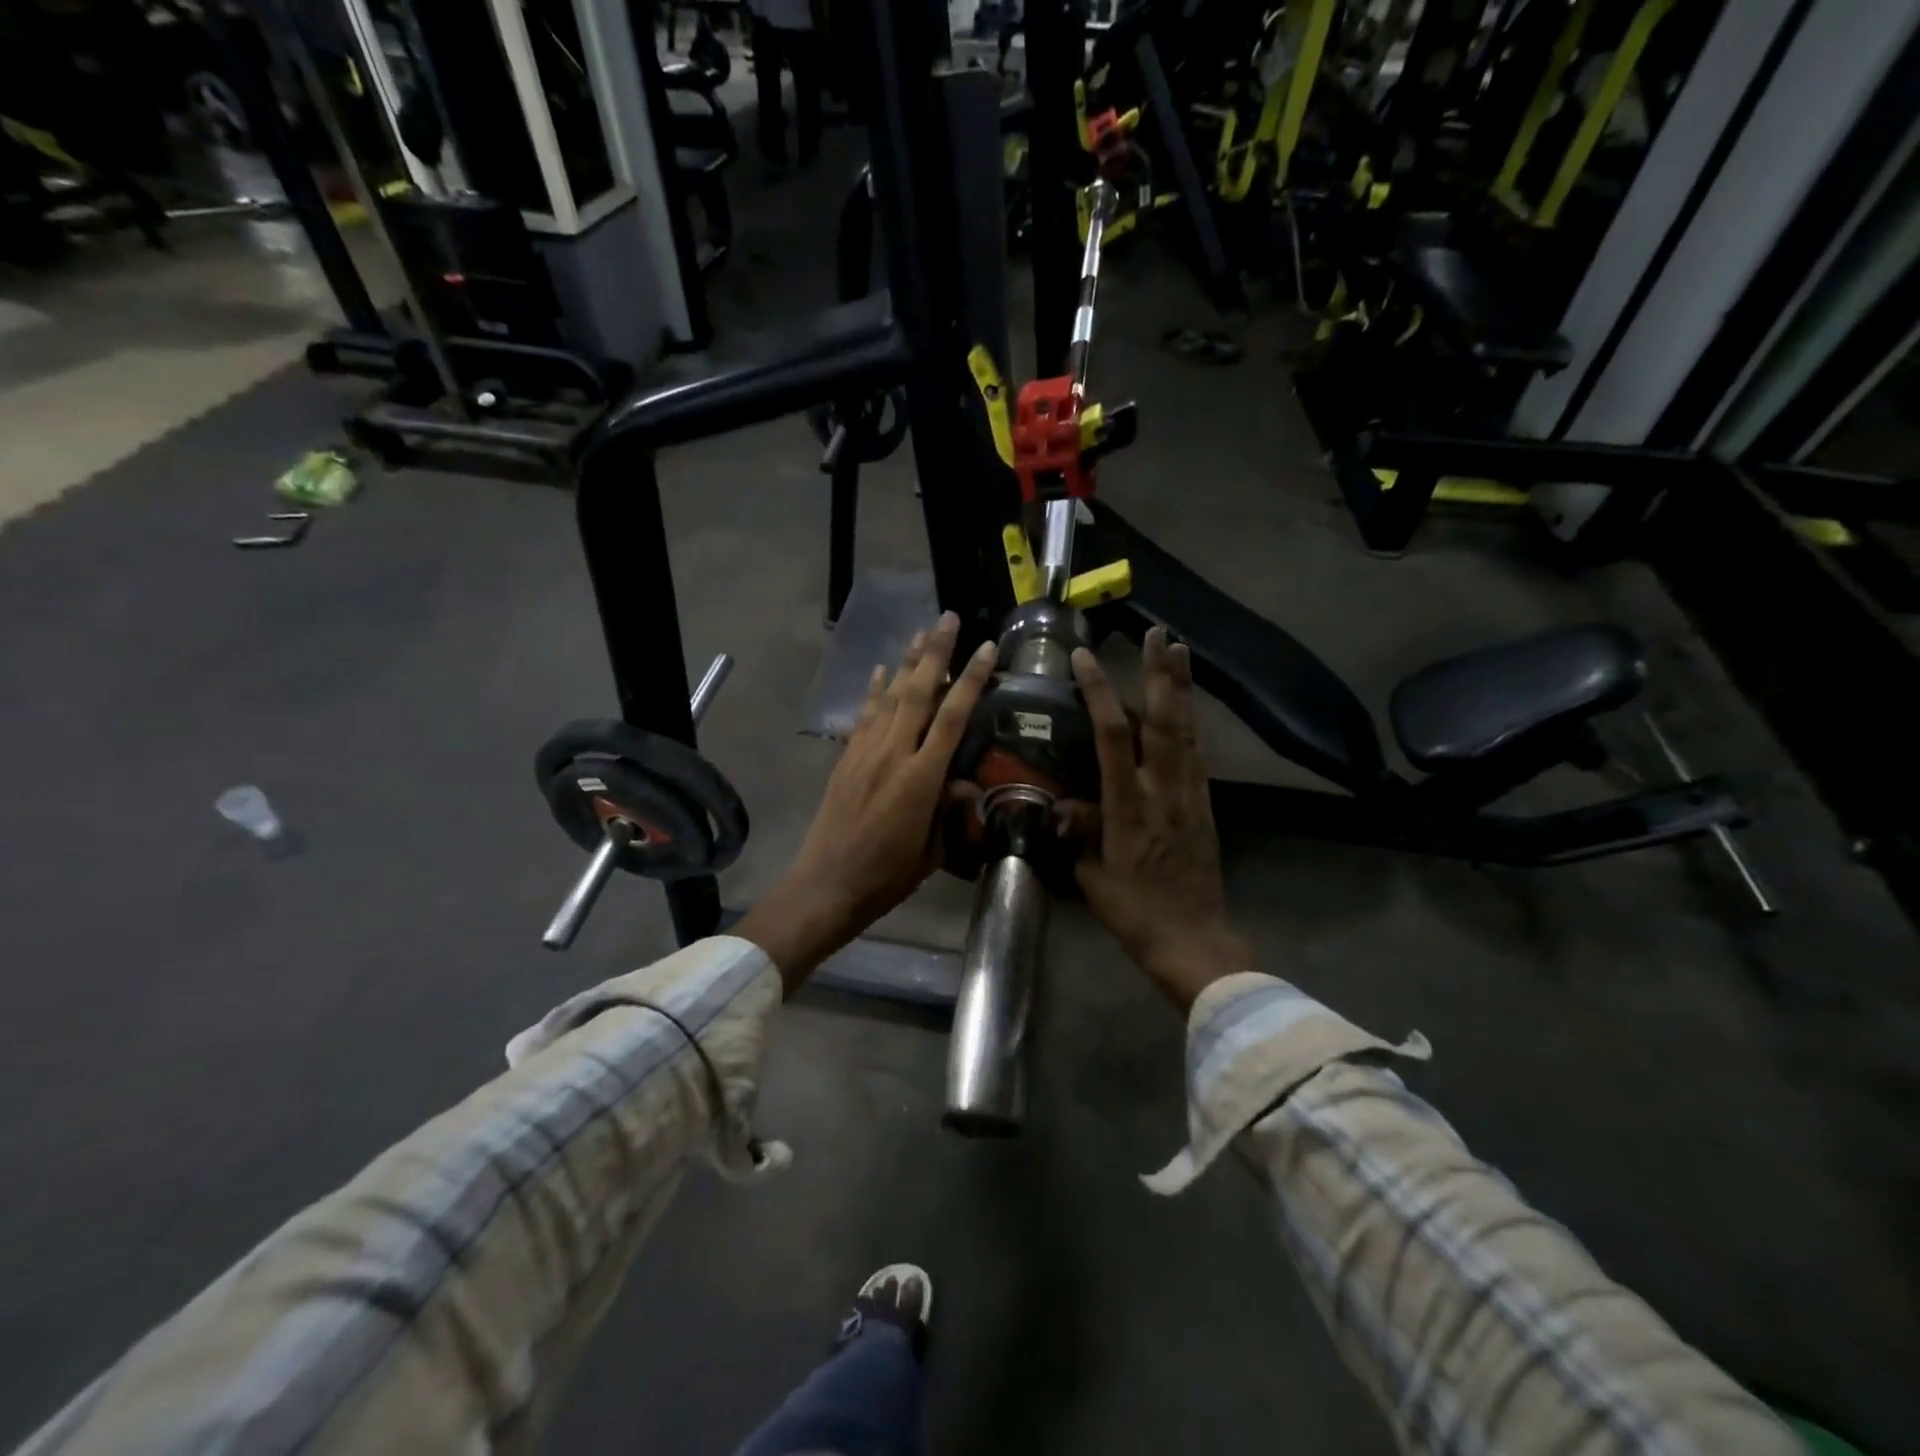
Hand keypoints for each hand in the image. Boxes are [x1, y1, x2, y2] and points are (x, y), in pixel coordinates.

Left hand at [738, 612, 997, 990]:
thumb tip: (966, 783)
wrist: (826, 885)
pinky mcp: (845, 758)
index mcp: (920, 779)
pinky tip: (879, 669)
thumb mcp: (931, 851)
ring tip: (921, 631)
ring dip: (906, 662)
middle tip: (948, 617)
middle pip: (917, 692)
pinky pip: (862, 715)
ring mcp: (864, 752)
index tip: (986, 648)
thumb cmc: (886, 876)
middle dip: (935, 652)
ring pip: (889, 696)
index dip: (971, 680)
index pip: (951, 717)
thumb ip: (949, 811)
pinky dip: (872, 689)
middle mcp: (892, 754)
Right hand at [1070, 627, 1249, 1010]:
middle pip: (1164, 721)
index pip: (1114, 736)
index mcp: (1130, 805)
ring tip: (1178, 651)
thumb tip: (1060, 803)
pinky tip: (1187, 708)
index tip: (1085, 659)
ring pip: (1186, 731)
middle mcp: (1164, 790)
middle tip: (1158, 634)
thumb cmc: (1135, 912)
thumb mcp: (1092, 877)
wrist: (1193, 940)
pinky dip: (1190, 722)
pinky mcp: (1203, 805)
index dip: (1099, 693)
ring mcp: (1189, 795)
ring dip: (1181, 689)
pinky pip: (1196, 754)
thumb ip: (1078, 833)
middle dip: (1160, 675)